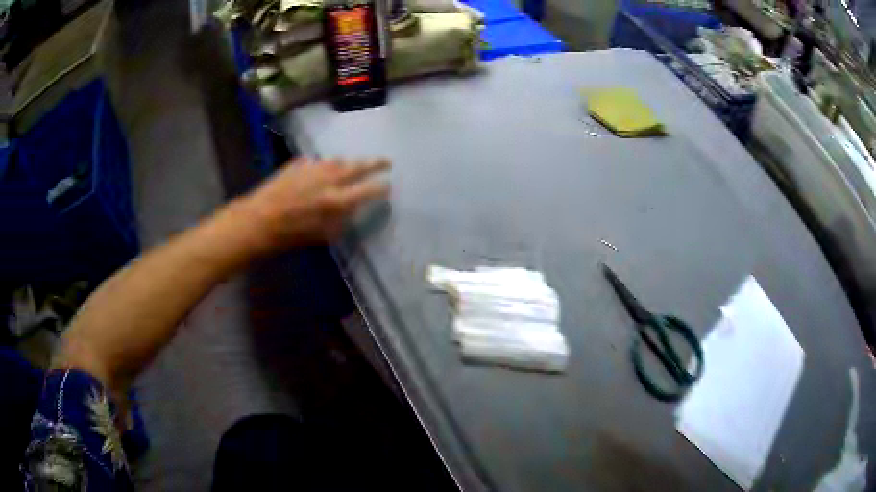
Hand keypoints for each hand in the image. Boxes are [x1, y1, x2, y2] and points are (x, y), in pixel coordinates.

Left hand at [238, 157, 390, 253]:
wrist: (258, 220)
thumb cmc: (290, 235)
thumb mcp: (322, 236)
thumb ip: (342, 220)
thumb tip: (352, 210)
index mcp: (337, 200)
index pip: (369, 189)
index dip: (382, 187)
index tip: (388, 186)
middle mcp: (329, 179)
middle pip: (358, 166)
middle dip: (376, 163)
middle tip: (387, 162)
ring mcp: (313, 168)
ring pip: (337, 161)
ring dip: (348, 163)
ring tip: (352, 166)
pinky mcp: (298, 164)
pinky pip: (316, 162)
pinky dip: (322, 166)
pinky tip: (318, 171)